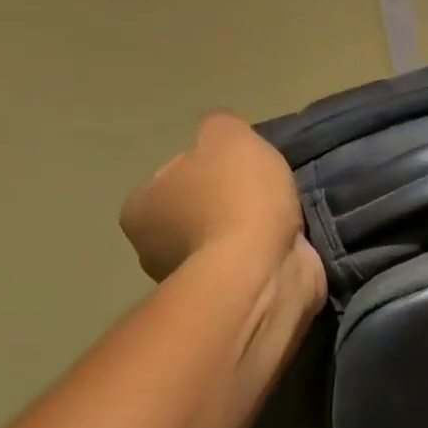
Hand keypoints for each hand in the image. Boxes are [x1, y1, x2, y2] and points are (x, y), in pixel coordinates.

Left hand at [120, 114, 307, 280]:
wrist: (264, 270)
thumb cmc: (236, 199)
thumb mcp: (228, 136)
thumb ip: (220, 127)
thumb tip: (220, 138)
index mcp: (140, 209)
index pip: (174, 175)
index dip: (210, 167)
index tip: (241, 169)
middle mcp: (154, 249)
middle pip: (198, 211)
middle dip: (229, 203)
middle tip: (264, 195)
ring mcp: (191, 281)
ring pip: (224, 241)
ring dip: (249, 232)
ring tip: (283, 221)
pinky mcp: (228, 301)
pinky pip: (246, 266)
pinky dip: (264, 255)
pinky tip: (287, 245)